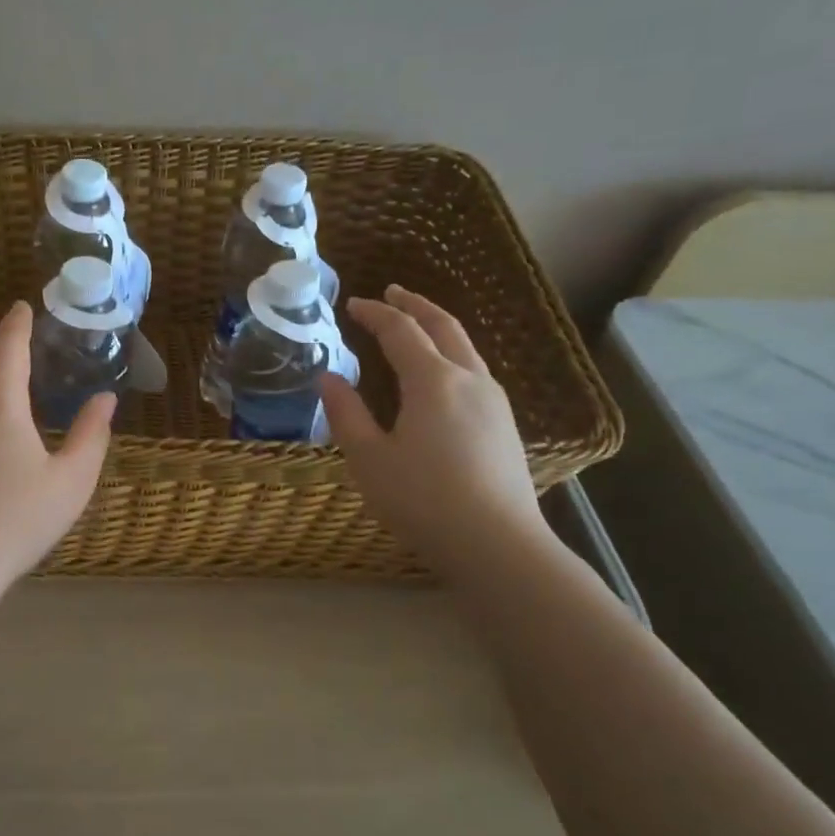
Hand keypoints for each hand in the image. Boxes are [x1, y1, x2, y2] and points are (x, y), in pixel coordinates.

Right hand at [320, 285, 547, 578]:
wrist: (496, 543)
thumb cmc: (422, 499)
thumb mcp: (369, 459)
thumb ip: (346, 413)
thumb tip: (328, 377)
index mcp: (433, 381)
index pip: (401, 331)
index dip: (375, 314)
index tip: (353, 305)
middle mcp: (469, 380)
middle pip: (444, 327)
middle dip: (415, 305)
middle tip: (392, 292)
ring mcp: (495, 402)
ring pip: (466, 348)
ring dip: (438, 328)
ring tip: (416, 327)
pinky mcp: (505, 426)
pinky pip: (475, 372)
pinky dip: (452, 355)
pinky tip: (442, 376)